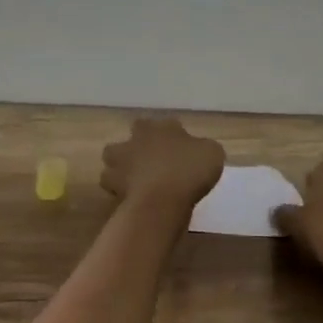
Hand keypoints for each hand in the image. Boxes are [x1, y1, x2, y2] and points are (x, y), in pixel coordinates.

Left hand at [100, 119, 225, 218]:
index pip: (170, 124)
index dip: (176, 135)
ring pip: (113, 154)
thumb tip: (198, 149)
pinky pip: (110, 181)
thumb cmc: (191, 171)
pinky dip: (117, 187)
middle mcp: (140, 137)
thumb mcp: (212, 154)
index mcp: (166, 127)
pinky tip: (128, 195)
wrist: (162, 199)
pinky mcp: (112, 181)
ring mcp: (123, 158)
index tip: (182, 148)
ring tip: (133, 175)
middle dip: (142, 140)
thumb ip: (202, 148)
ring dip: (121, 162)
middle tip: (154, 157)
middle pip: (136, 131)